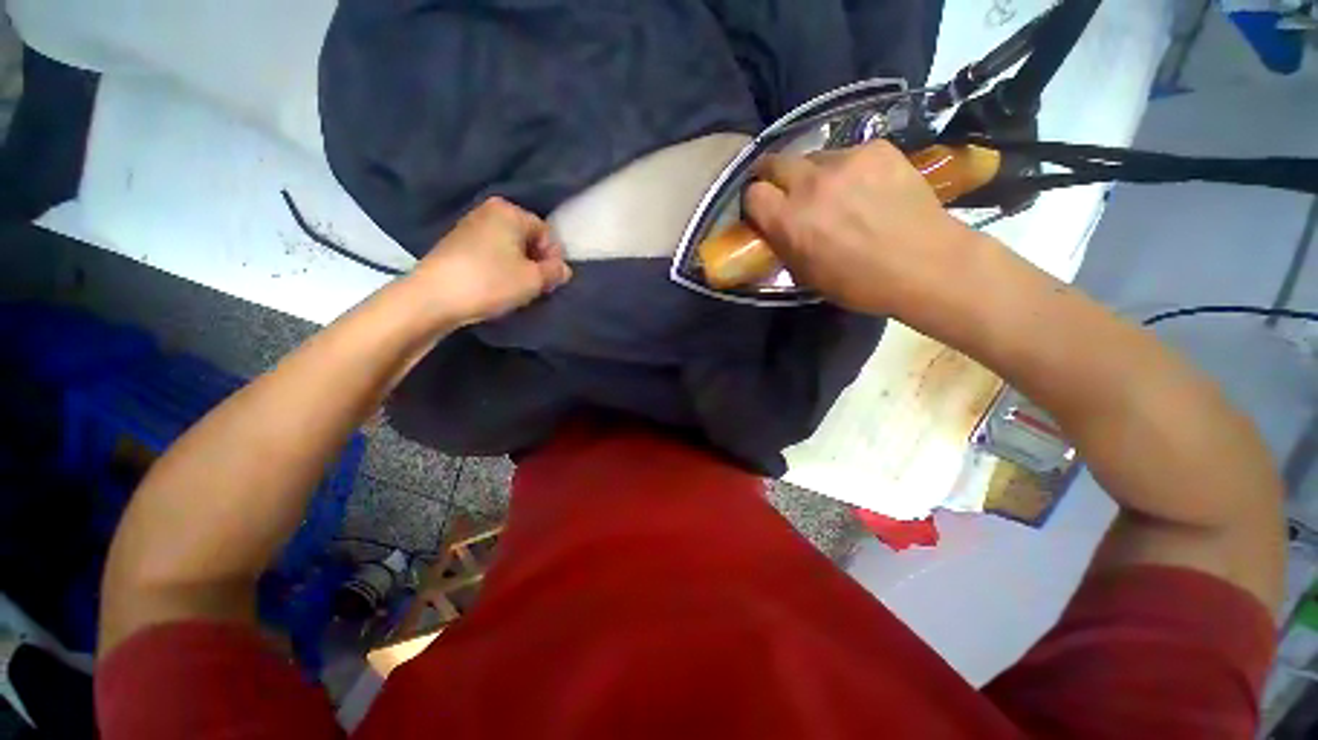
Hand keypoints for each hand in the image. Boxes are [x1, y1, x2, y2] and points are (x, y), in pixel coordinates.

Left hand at [409, 197, 571, 325]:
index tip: (551, 281)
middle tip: (537, 286)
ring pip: (509, 247)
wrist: (434, 297)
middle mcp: (489, 210)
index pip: (546, 232)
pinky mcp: (456, 244)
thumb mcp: (534, 279)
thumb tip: (563, 269)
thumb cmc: (491, 282)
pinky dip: (500, 267)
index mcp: (509, 211)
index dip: (554, 258)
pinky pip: (491, 252)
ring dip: (520, 267)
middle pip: (527, 238)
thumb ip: (555, 272)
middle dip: (536, 262)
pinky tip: (498, 286)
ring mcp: (469, 226)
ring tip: (518, 289)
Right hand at [743, 140, 980, 315]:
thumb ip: (783, 243)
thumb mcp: (806, 274)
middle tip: (787, 192)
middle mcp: (811, 183)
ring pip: (814, 157)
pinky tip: (866, 187)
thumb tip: (773, 226)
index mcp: (790, 220)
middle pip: (775, 161)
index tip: (762, 209)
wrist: (926, 265)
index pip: (752, 193)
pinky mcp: (877, 148)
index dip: (754, 201)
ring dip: (814, 174)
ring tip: (836, 192)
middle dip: (774, 176)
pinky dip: (849, 169)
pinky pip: (849, 153)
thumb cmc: (859, 283)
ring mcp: (846, 160)